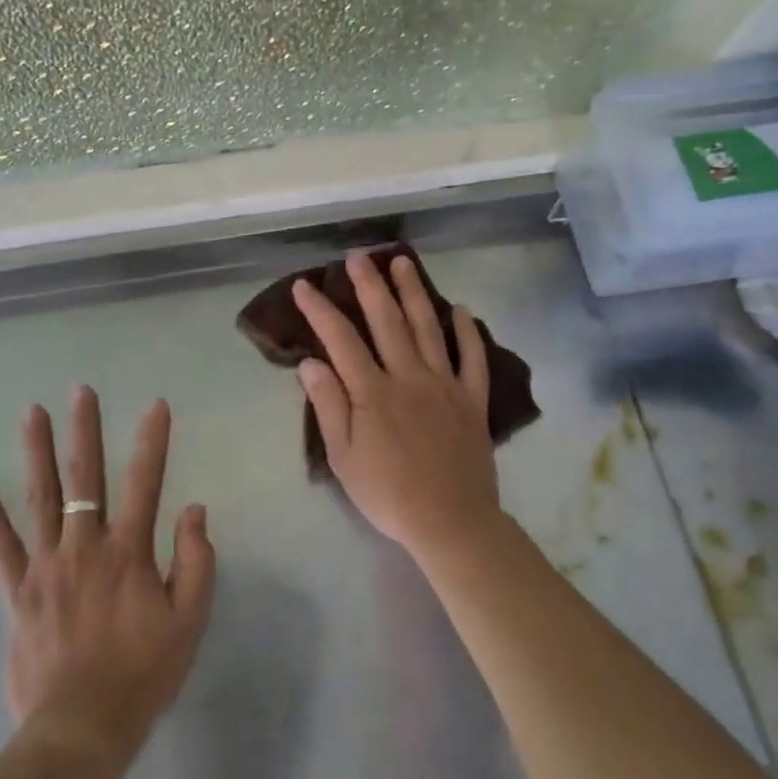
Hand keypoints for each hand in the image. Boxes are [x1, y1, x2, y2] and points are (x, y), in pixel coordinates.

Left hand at [0, 387, 215, 778]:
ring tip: (32, 412)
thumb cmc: (143, 675)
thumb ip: (196, 562)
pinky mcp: (18, 593)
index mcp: (129, 553)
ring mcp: (46, 567)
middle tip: (81, 391)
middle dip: (85, 431)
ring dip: (37, 453)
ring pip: (41, 499)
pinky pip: (1, 547)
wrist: (81, 730)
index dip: (152, 442)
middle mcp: (85, 548)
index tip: (155, 405)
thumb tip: (194, 509)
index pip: (145, 483)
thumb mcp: (189, 622)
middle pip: (85, 479)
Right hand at [293, 252, 505, 558]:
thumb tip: (311, 362)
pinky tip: (460, 310)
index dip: (321, 309)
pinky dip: (468, 332)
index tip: (305, 285)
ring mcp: (445, 385)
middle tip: (358, 256)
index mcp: (373, 392)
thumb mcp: (344, 457)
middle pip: (387, 321)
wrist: (451, 521)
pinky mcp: (472, 399)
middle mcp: (409, 377)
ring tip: (403, 263)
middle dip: (369, 285)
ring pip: (428, 328)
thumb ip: (329, 406)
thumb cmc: (388, 494)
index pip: (341, 340)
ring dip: (414, 293)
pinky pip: (473, 358)